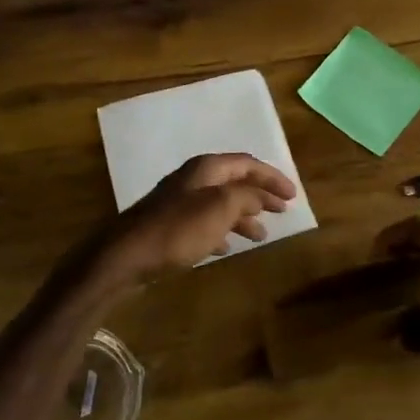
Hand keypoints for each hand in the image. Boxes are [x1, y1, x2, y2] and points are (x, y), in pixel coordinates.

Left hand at [96, 154, 296, 286]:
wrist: (126, 254)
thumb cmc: (178, 229)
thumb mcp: (220, 209)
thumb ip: (246, 197)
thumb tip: (260, 196)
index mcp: (206, 169)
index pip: (247, 164)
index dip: (273, 177)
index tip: (293, 195)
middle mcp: (193, 180)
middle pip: (234, 182)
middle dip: (260, 195)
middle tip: (282, 211)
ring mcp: (179, 203)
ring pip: (220, 204)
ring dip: (243, 216)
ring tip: (260, 235)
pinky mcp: (169, 226)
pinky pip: (204, 224)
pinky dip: (221, 231)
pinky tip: (227, 247)